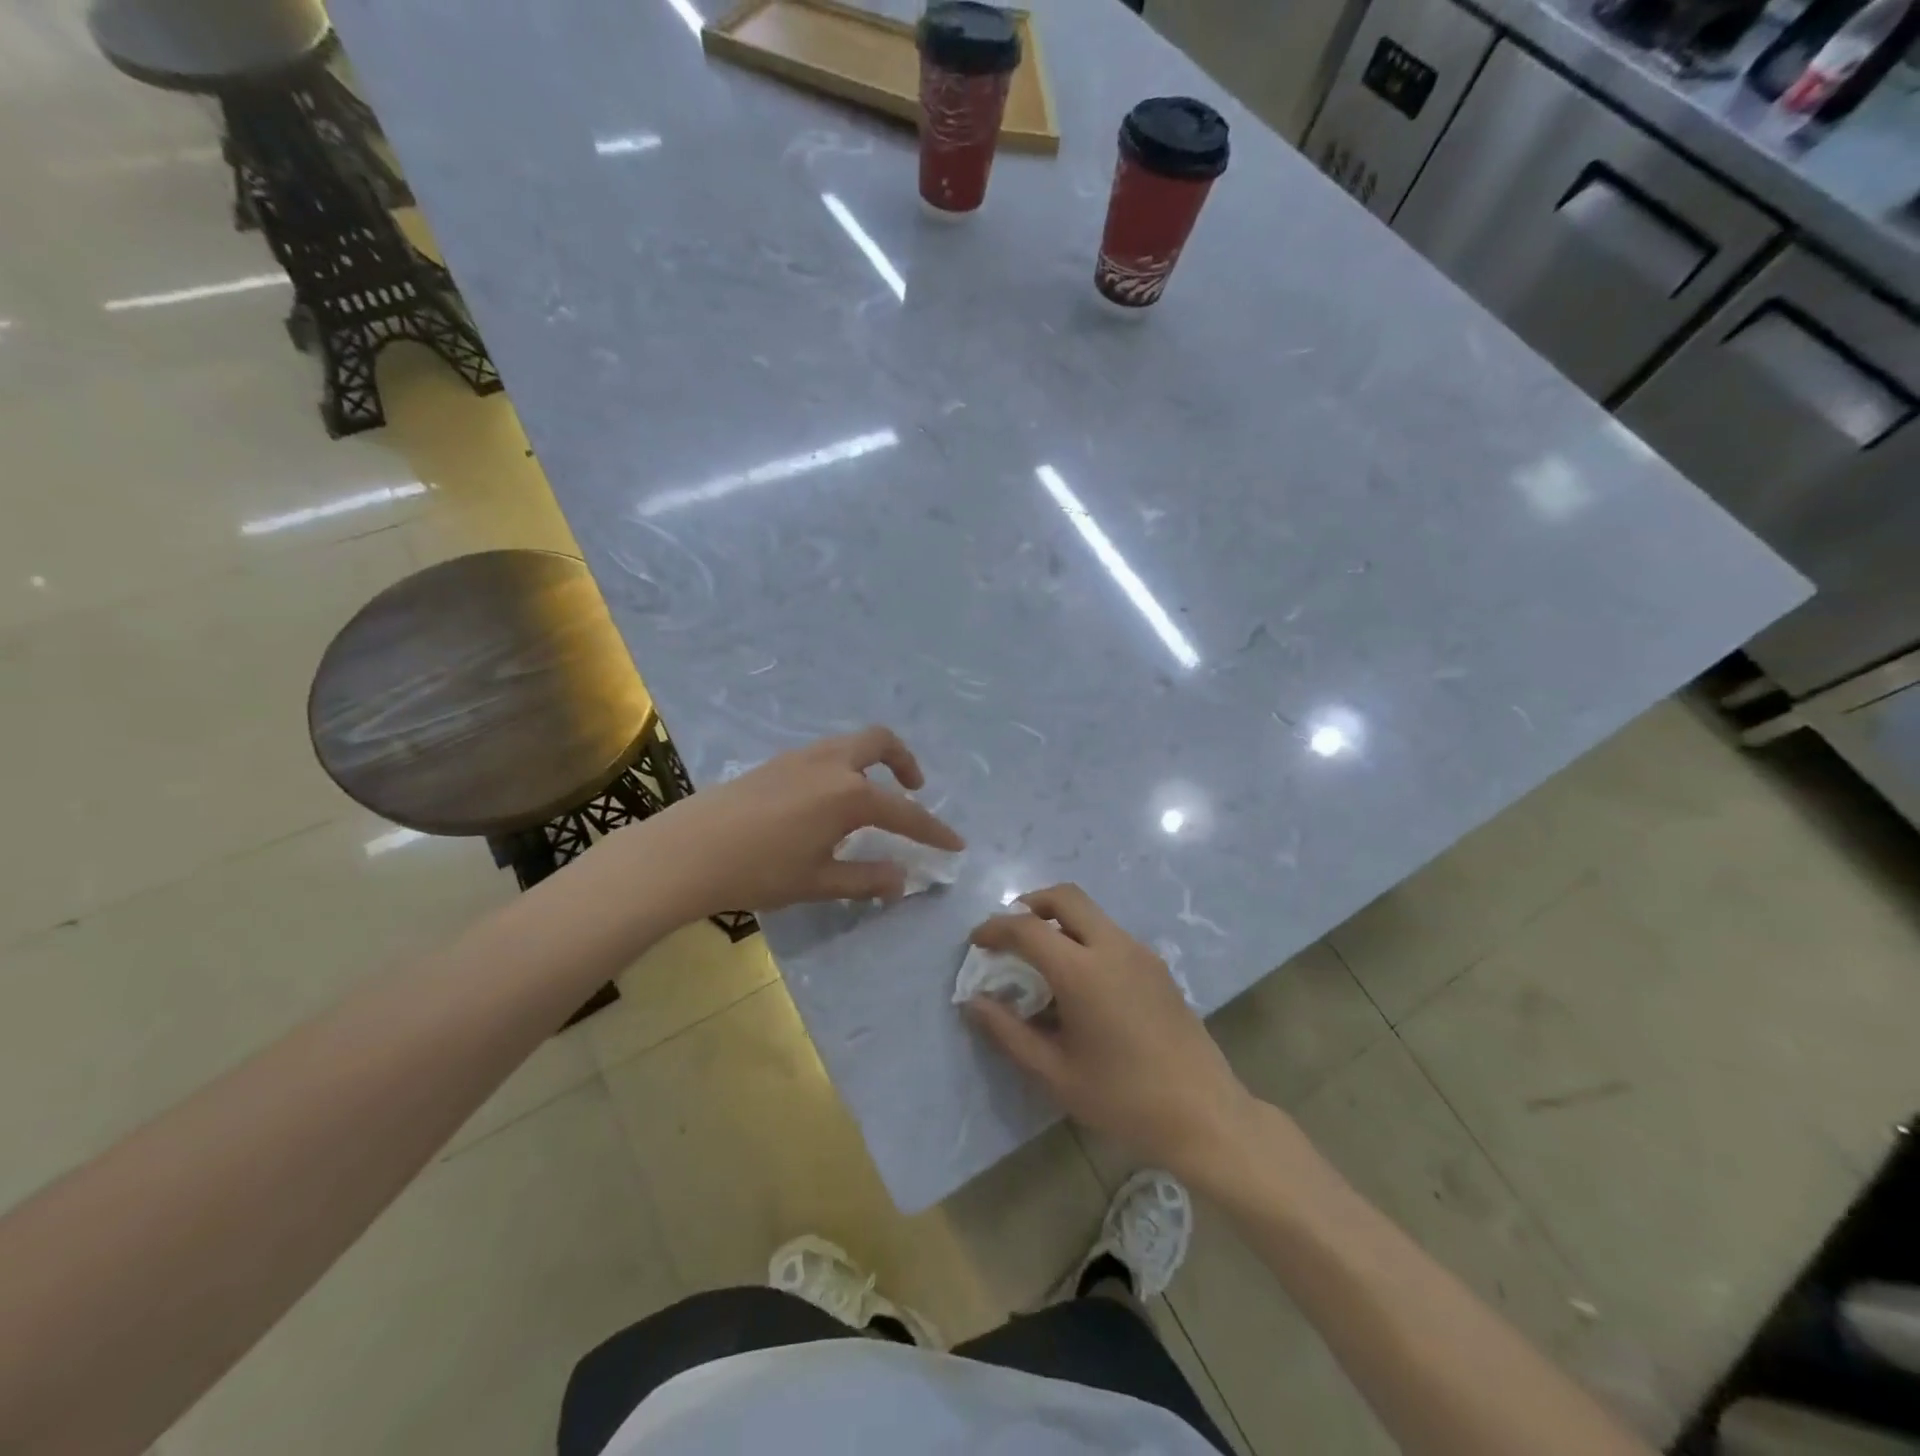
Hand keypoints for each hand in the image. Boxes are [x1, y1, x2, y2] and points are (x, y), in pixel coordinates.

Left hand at [635, 726, 963, 919]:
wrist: (686, 852)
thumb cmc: (758, 871)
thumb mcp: (817, 882)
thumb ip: (865, 879)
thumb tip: (903, 880)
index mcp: (849, 795)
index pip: (904, 812)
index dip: (933, 831)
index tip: (957, 844)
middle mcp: (831, 765)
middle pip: (880, 742)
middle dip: (905, 761)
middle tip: (914, 787)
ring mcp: (800, 757)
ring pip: (850, 743)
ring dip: (872, 760)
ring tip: (872, 794)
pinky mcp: (775, 762)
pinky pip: (825, 753)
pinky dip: (844, 765)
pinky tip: (828, 800)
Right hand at [965, 884, 1256, 1179]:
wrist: (1205, 1115)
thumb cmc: (1123, 1099)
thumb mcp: (1055, 1074)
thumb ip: (1008, 1033)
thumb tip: (975, 1002)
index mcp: (1083, 971)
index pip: (1027, 928)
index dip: (995, 928)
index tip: (976, 942)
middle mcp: (1113, 947)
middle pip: (1065, 896)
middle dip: (1029, 904)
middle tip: (1010, 933)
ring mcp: (1141, 952)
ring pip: (1091, 913)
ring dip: (1059, 921)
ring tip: (1040, 960)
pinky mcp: (1157, 966)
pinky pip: (1110, 934)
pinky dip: (1084, 938)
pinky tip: (1079, 983)